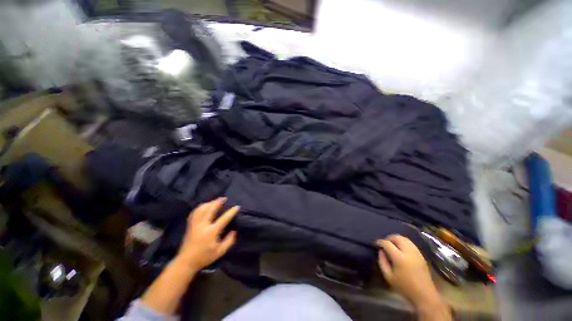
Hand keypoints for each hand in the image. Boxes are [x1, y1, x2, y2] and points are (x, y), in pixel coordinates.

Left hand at [176, 197, 238, 270]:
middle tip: (225, 198)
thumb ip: (229, 240)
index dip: (231, 212)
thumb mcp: (220, 251)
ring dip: (209, 203)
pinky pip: (195, 212)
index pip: (224, 218)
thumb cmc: (204, 257)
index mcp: (211, 232)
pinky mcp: (190, 225)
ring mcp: (195, 224)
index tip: (237, 207)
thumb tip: (234, 230)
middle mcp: (203, 225)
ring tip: (215, 201)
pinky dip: (200, 207)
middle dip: (218, 202)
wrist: (186, 262)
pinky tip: (204, 206)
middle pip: (211, 209)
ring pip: (202, 208)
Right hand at [377, 235, 450, 320]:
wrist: (424, 295)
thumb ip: (382, 261)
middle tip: (384, 243)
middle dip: (389, 238)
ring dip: (396, 239)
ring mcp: (417, 253)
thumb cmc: (404, 287)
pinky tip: (401, 249)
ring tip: (392, 244)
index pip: (387, 243)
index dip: (380, 242)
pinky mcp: (421, 255)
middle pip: (397, 237)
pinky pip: (410, 243)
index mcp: (400, 258)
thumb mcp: (388, 276)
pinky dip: (403, 242)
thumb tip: (381, 251)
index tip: (376, 244)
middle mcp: (409, 252)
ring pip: (405, 239)